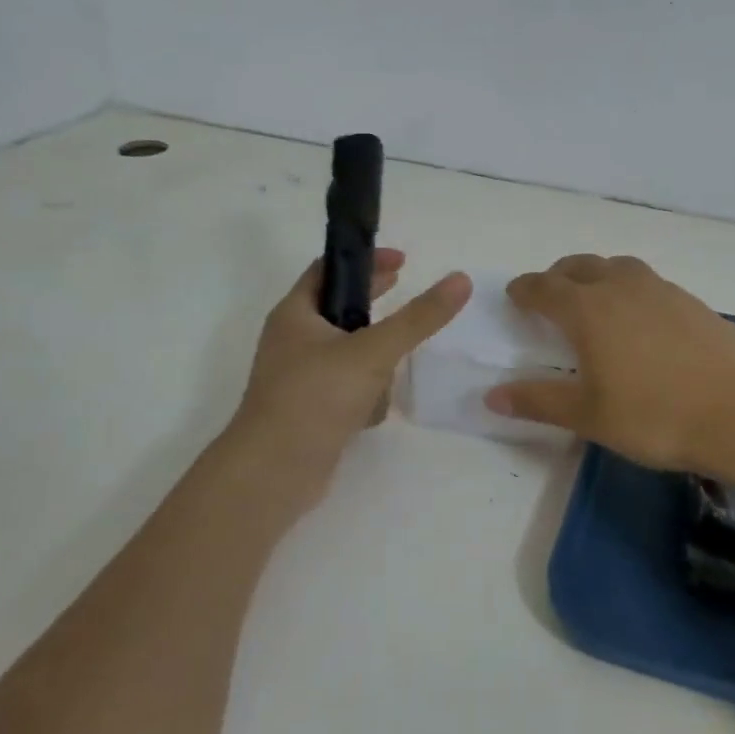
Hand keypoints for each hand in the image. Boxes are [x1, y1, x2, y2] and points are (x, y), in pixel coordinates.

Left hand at [235, 249, 470, 466]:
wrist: (274, 473)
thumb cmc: (316, 397)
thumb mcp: (373, 351)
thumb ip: (418, 318)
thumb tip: (461, 280)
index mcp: (295, 314)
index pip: (328, 269)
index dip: (364, 260)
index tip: (402, 262)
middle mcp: (292, 341)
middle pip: (338, 309)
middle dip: (372, 304)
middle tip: (404, 290)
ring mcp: (299, 378)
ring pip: (347, 353)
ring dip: (373, 358)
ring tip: (395, 365)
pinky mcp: (310, 410)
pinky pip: (345, 388)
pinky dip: (364, 393)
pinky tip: (375, 412)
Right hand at [483, 254, 734, 471]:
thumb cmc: (655, 415)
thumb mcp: (589, 415)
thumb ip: (539, 401)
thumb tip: (491, 396)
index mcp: (588, 308)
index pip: (544, 287)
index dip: (524, 290)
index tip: (514, 295)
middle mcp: (622, 287)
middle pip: (581, 266)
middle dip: (559, 276)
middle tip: (550, 295)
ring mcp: (663, 291)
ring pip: (619, 268)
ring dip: (597, 276)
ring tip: (595, 300)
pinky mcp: (695, 303)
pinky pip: (649, 284)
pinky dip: (631, 291)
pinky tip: (642, 321)